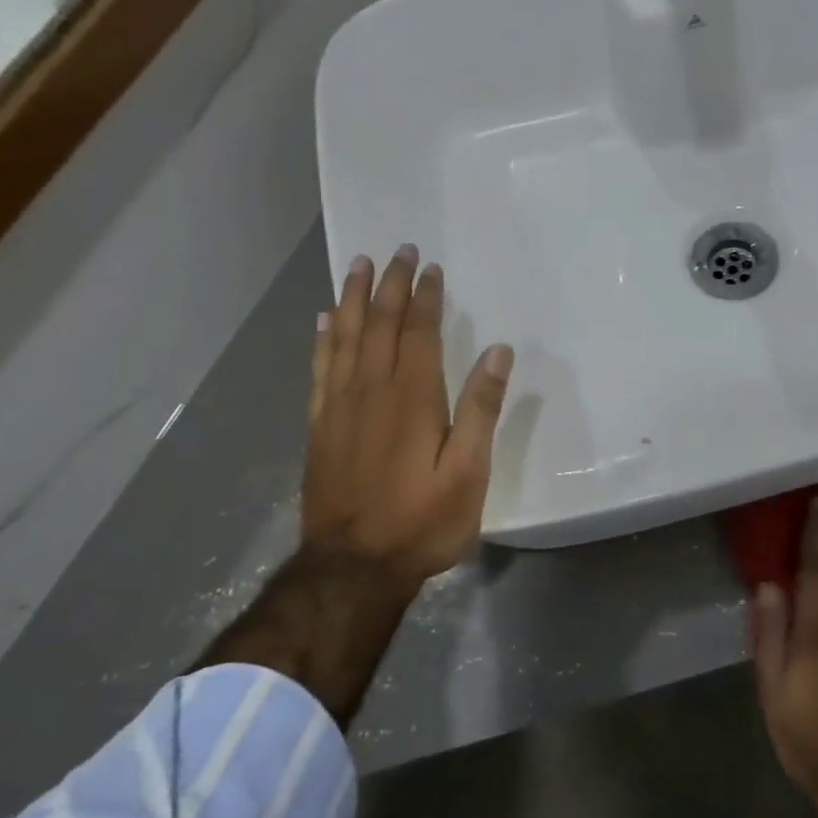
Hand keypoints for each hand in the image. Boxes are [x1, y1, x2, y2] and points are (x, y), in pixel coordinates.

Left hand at [202, 244, 513, 721]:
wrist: (354, 566)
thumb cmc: (422, 522)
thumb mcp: (469, 472)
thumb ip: (481, 410)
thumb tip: (497, 352)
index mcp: (412, 398)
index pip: (419, 332)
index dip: (426, 297)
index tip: (430, 267)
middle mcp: (371, 391)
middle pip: (380, 325)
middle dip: (391, 285)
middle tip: (398, 251)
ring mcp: (339, 407)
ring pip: (346, 338)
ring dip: (354, 299)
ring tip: (358, 266)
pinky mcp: (320, 427)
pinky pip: (320, 369)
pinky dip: (324, 340)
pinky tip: (326, 322)